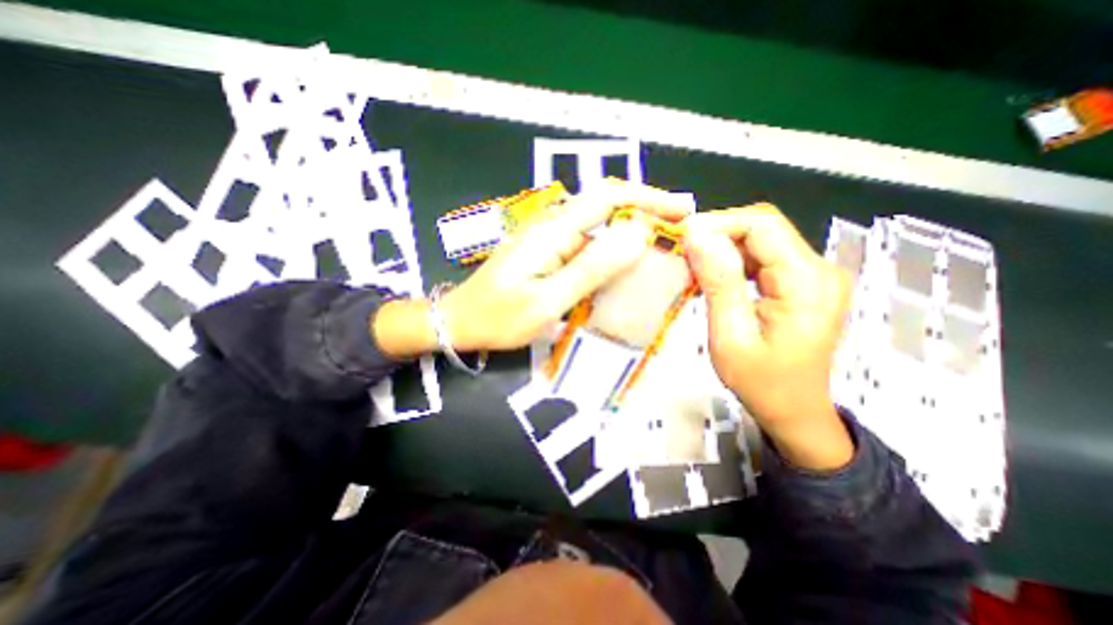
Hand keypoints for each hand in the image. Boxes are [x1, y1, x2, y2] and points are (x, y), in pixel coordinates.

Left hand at [440, 181, 691, 352]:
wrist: (460, 322)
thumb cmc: (499, 317)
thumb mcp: (548, 299)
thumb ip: (590, 268)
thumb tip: (636, 235)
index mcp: (553, 232)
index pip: (607, 199)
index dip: (648, 198)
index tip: (682, 209)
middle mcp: (553, 229)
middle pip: (605, 211)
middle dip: (645, 216)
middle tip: (678, 234)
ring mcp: (549, 243)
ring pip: (597, 234)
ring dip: (628, 241)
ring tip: (658, 257)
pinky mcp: (547, 257)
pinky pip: (585, 252)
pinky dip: (609, 259)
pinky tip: (622, 275)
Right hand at [683, 203, 854, 469]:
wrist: (794, 411)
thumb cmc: (761, 381)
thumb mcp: (731, 335)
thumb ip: (718, 282)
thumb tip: (697, 236)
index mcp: (807, 281)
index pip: (762, 225)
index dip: (719, 223)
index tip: (682, 238)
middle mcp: (819, 269)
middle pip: (763, 229)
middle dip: (718, 234)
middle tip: (682, 253)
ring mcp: (814, 276)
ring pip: (761, 241)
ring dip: (723, 248)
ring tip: (693, 266)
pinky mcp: (803, 284)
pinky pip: (764, 258)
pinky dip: (734, 261)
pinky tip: (714, 276)